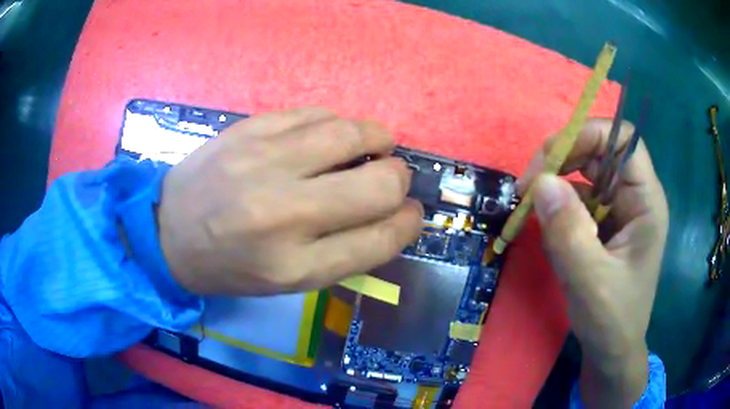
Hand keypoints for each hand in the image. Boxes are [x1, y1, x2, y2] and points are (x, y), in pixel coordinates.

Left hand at [157, 107, 422, 295]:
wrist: (167, 231)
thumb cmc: (230, 265)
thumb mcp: (289, 281)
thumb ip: (346, 251)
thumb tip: (394, 213)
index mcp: (295, 267)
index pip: (380, 239)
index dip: (408, 223)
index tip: (410, 213)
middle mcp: (283, 214)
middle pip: (379, 185)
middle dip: (399, 180)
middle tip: (389, 178)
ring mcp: (263, 163)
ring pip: (353, 134)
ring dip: (378, 139)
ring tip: (373, 147)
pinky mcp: (250, 129)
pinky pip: (317, 113)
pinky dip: (338, 125)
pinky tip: (330, 136)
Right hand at [518, 119, 667, 407]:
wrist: (612, 350)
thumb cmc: (611, 320)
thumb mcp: (589, 282)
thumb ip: (568, 233)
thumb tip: (541, 182)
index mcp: (645, 202)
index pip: (622, 140)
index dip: (587, 135)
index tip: (550, 161)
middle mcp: (634, 197)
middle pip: (599, 152)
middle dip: (563, 161)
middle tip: (528, 187)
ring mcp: (619, 210)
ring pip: (585, 176)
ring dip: (557, 190)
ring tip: (534, 216)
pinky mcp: (604, 224)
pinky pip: (578, 201)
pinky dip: (558, 211)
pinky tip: (550, 236)